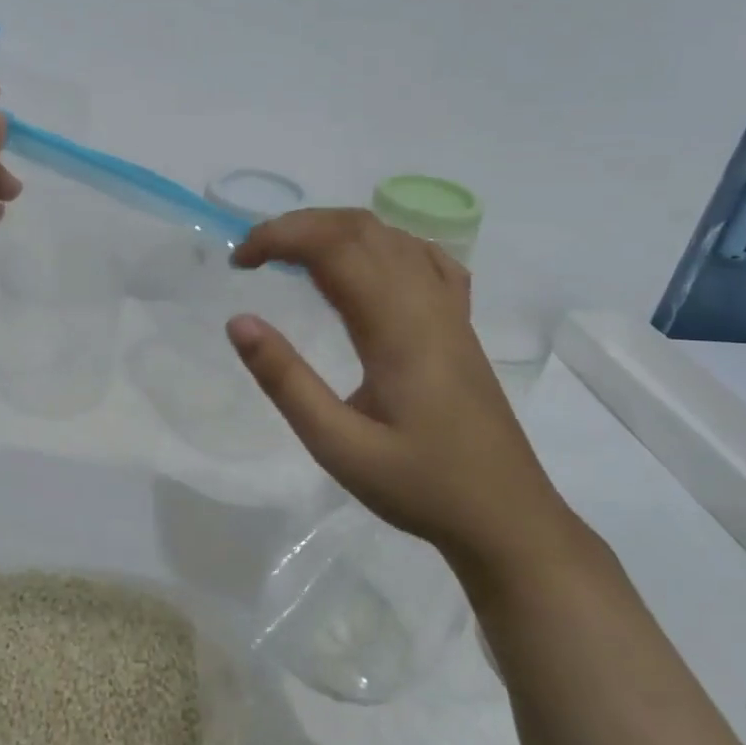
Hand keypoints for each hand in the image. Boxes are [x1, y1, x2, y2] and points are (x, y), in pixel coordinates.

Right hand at [227, 209, 575, 574]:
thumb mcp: (338, 445)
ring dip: (334, 230)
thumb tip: (239, 322)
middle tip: (254, 257)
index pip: (333, 246)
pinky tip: (365, 264)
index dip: (280, 237)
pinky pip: (423, 257)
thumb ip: (286, 381)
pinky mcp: (460, 323)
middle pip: (360, 228)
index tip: (238, 262)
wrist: (507, 517)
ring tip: (291, 257)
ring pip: (391, 235)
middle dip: (298, 227)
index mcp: (396, 326)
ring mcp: (450, 309)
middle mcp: (426, 302)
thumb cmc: (420, 486)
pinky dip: (381, 243)